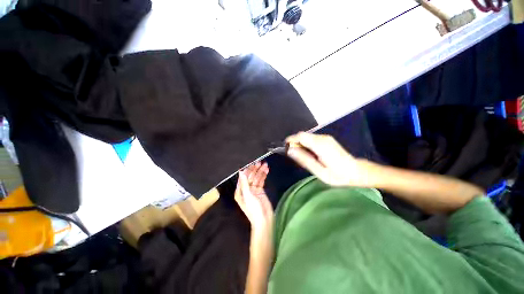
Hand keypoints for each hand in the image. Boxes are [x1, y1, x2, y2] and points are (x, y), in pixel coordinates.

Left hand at [235, 162, 273, 237]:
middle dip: (255, 169)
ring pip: (256, 178)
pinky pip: (261, 181)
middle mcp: (246, 189)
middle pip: (250, 177)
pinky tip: (266, 170)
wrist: (264, 220)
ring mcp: (253, 189)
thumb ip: (245, 183)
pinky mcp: (260, 190)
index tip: (252, 163)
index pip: (243, 178)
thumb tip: (241, 172)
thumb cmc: (253, 209)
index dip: (247, 170)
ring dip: (260, 171)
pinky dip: (263, 176)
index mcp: (240, 191)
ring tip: (265, 165)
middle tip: (260, 162)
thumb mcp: (248, 195)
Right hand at [286, 132, 371, 186]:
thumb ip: (304, 159)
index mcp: (320, 145)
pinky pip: (312, 139)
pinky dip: (306, 145)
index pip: (301, 136)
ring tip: (302, 157)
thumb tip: (290, 150)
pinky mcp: (327, 140)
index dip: (291, 140)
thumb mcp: (319, 171)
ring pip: (307, 137)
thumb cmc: (338, 175)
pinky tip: (310, 155)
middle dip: (295, 143)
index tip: (285, 149)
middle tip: (294, 156)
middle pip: (303, 135)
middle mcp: (323, 138)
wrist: (357, 172)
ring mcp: (326, 138)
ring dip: (300, 144)